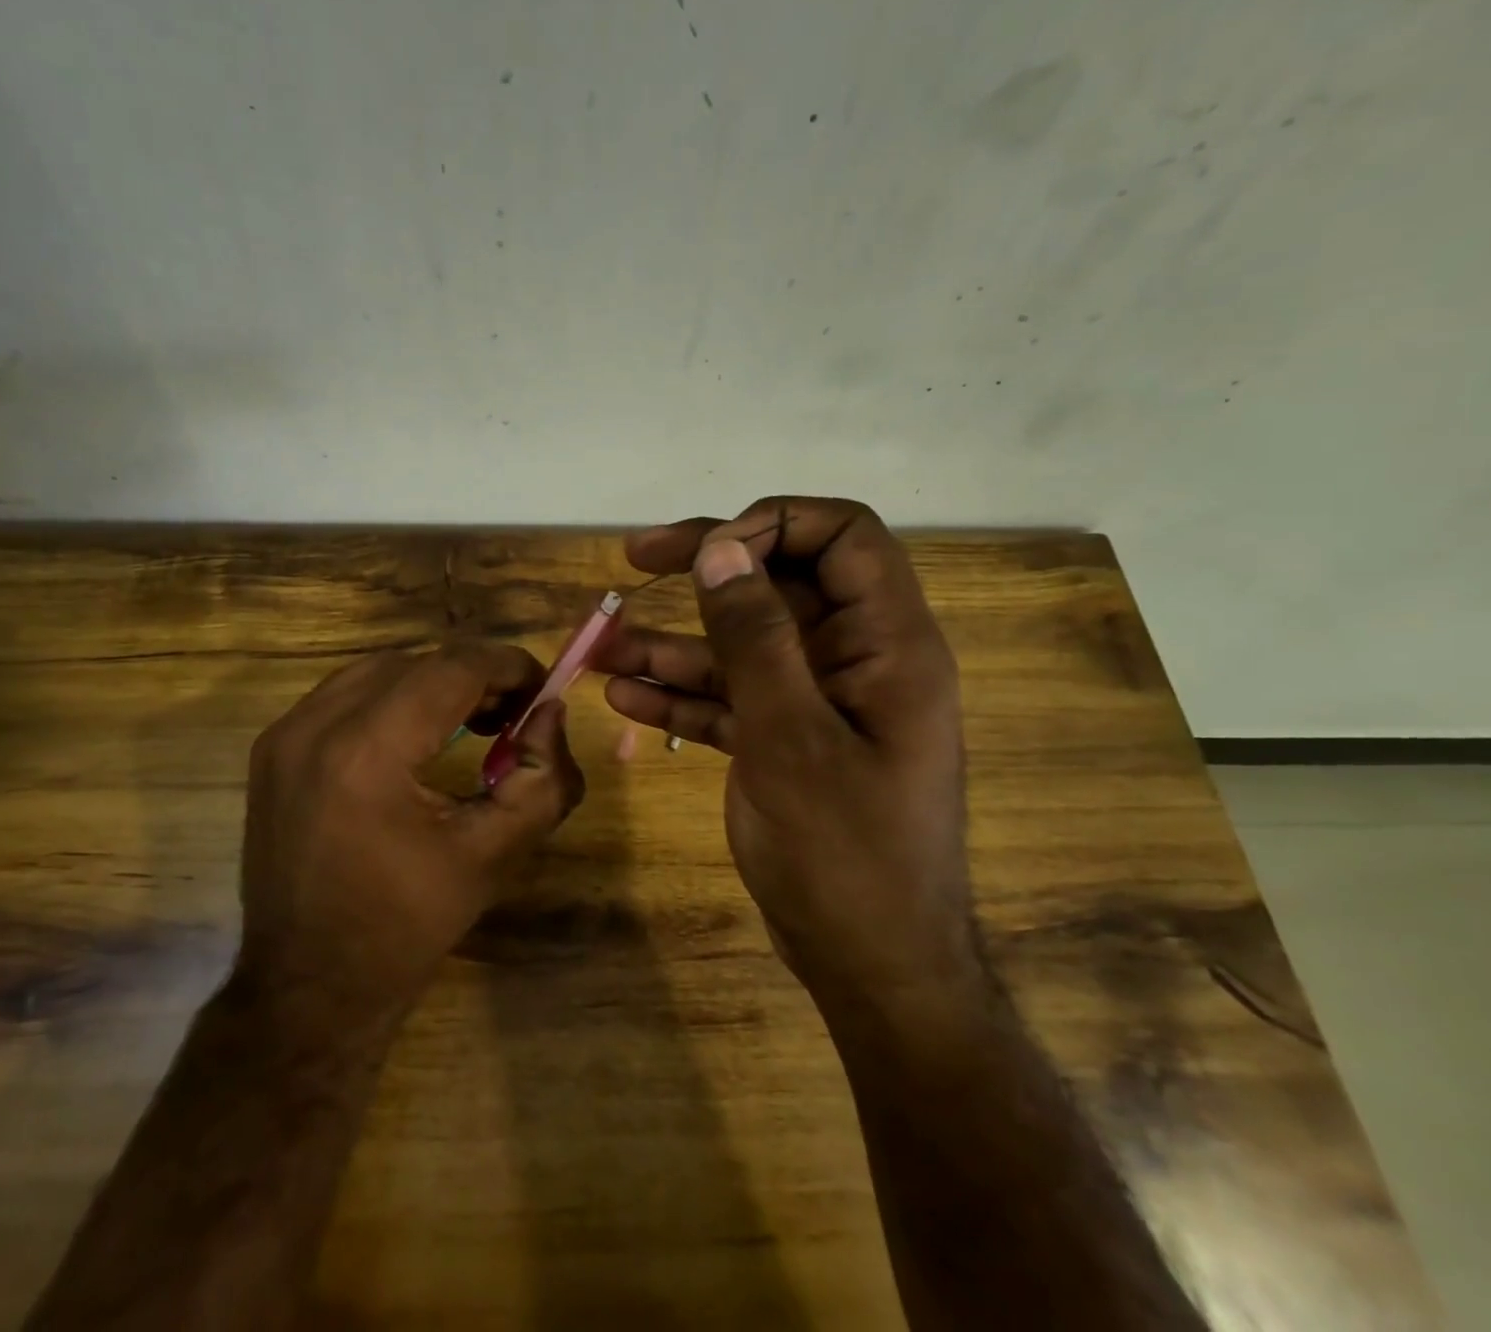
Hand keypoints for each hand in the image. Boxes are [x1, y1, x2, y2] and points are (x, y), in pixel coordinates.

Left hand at [234, 642, 584, 1040]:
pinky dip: (391, 698)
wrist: (306, 989)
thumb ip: (542, 778)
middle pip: (415, 662)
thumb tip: (550, 714)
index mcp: (366, 753)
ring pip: (378, 670)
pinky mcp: (271, 748)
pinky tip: (417, 736)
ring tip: (472, 720)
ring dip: (432, 682)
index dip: (507, 666)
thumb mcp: (493, 855)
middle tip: (513, 713)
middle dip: (474, 676)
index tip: (542, 687)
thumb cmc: (405, 928)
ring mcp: (283, 734)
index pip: (451, 668)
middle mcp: (315, 726)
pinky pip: (344, 694)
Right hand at [596, 498, 975, 1006]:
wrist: (870, 968)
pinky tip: (625, 698)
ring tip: (603, 646)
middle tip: (633, 560)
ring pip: (743, 645)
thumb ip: (755, 637)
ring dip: (675, 643)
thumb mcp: (790, 736)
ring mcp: (818, 702)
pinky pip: (732, 698)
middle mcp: (856, 659)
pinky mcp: (787, 740)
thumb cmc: (846, 855)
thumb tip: (722, 547)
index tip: (706, 549)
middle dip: (705, 571)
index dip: (774, 523)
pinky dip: (683, 695)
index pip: (843, 535)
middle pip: (779, 583)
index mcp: (887, 644)